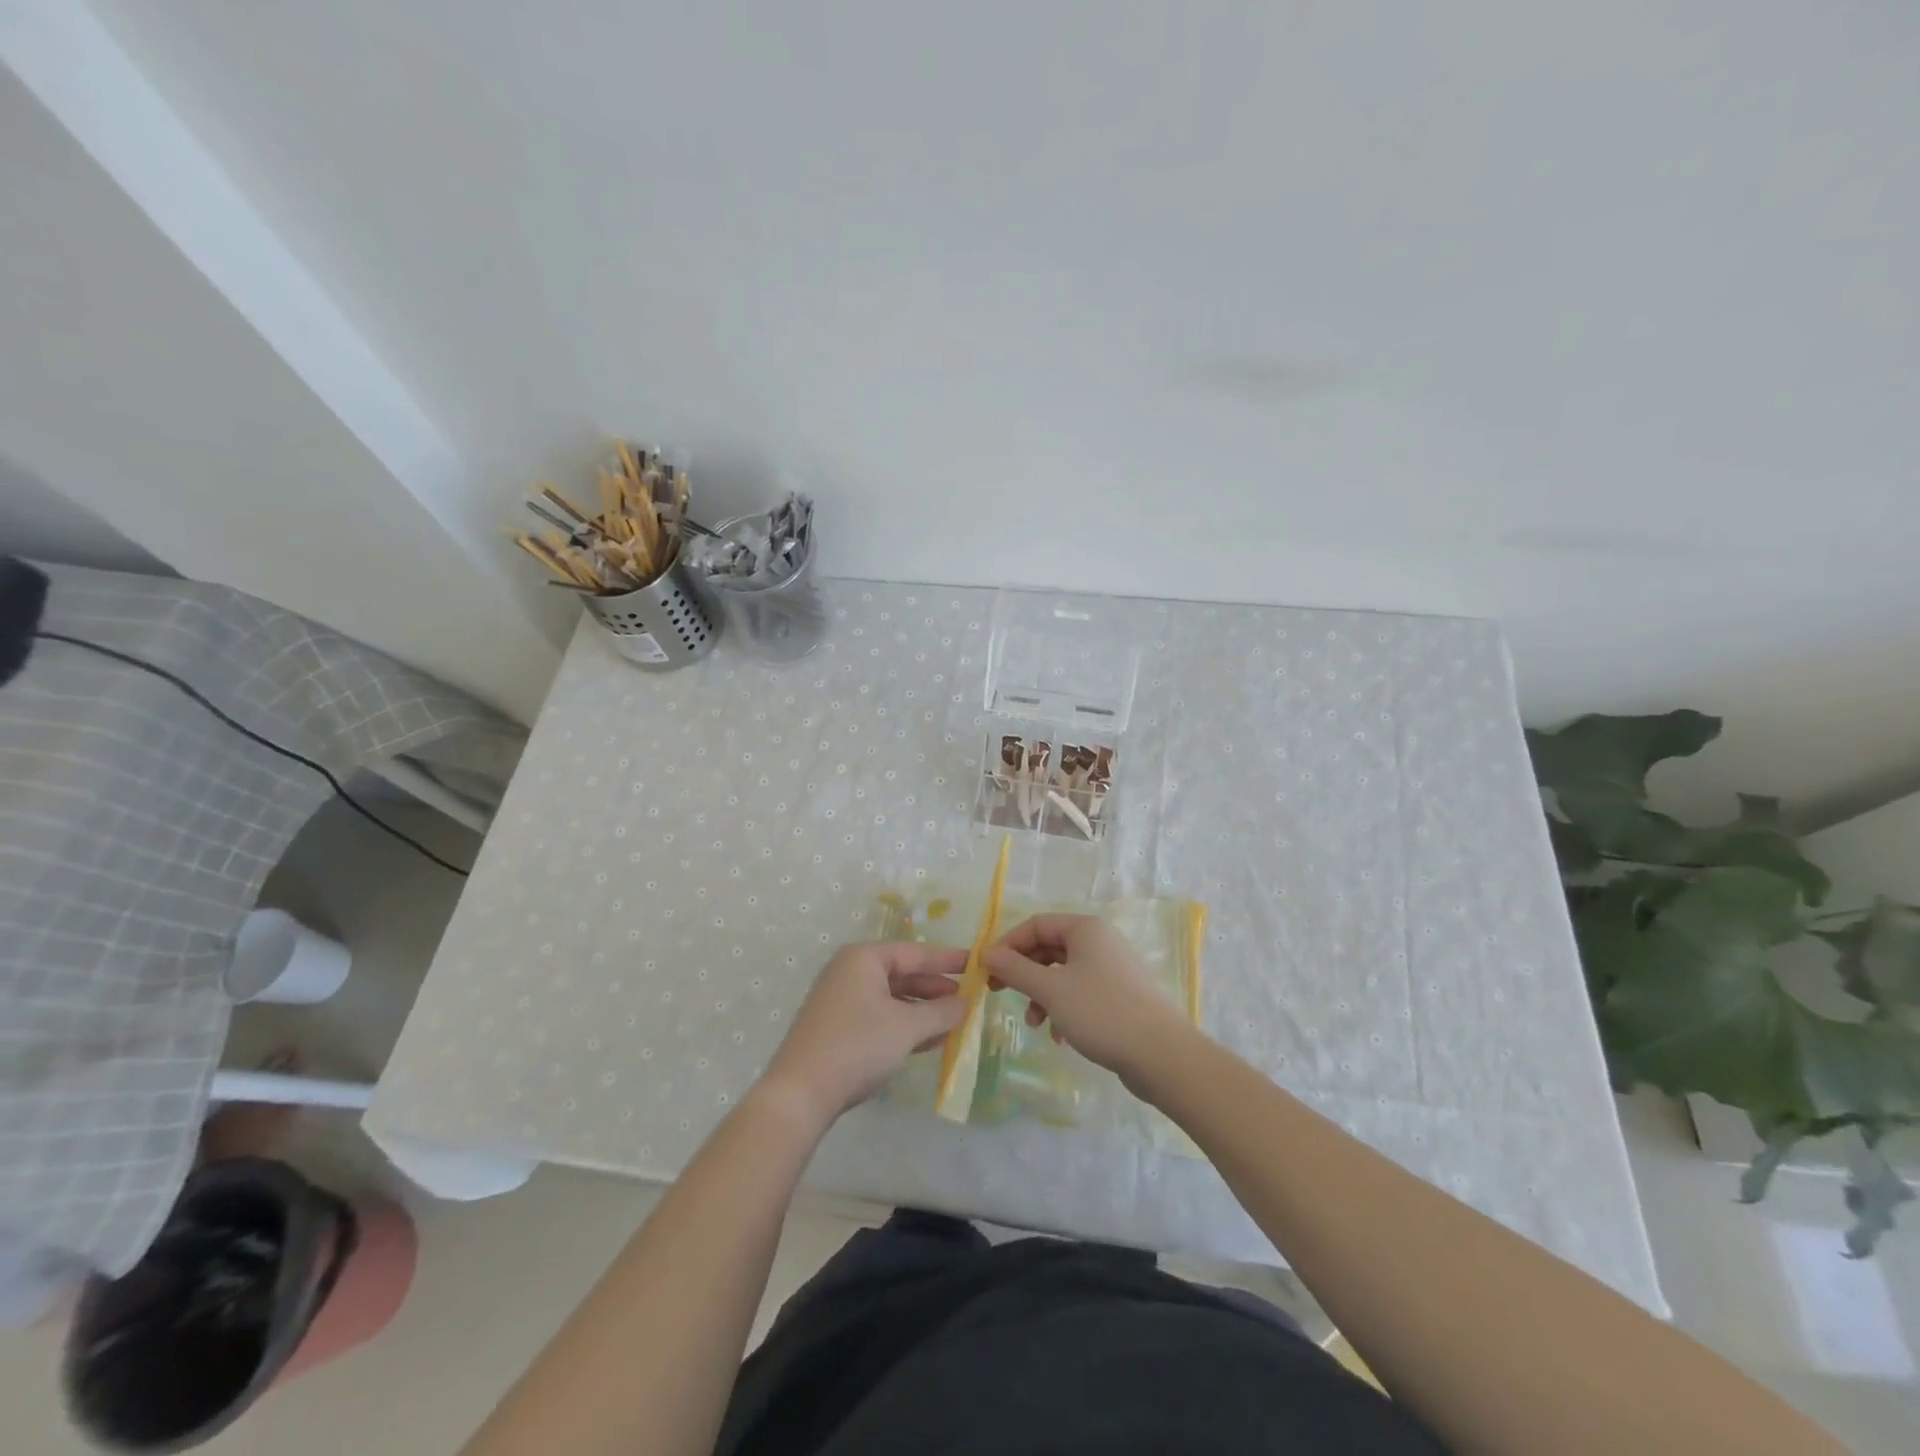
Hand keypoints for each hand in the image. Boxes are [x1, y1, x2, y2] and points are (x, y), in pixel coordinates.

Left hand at [758, 941, 967, 1127]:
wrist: (800, 1094)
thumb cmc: (858, 1046)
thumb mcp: (907, 1027)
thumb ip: (941, 1012)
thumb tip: (966, 1002)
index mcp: (864, 958)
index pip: (916, 953)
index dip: (948, 960)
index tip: (977, 964)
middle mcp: (850, 971)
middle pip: (903, 974)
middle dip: (936, 990)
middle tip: (968, 1001)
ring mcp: (841, 1000)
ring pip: (892, 999)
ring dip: (922, 1012)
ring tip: (954, 1024)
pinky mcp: (837, 1027)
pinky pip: (880, 1017)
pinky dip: (904, 1026)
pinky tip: (929, 1042)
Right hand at [984, 915, 1193, 1089]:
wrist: (1162, 1055)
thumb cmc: (1101, 1012)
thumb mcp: (1050, 990)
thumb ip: (1015, 970)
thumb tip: (986, 954)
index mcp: (1086, 929)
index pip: (1036, 924)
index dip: (1008, 945)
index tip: (987, 971)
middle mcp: (1100, 941)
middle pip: (1049, 948)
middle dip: (1023, 973)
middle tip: (999, 993)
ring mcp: (1113, 968)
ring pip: (1063, 973)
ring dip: (1042, 995)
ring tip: (1035, 1024)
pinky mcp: (1120, 996)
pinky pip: (1081, 993)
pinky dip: (1063, 1009)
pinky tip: (1060, 1036)